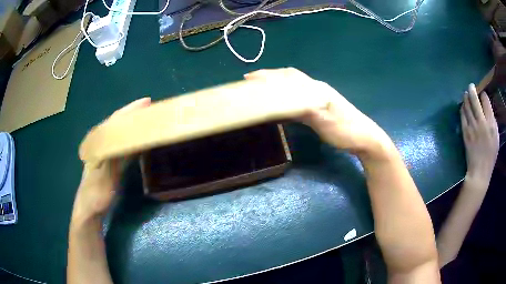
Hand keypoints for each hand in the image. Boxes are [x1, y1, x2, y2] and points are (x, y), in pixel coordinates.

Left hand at [71, 98, 150, 222]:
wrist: (89, 209)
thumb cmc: (96, 193)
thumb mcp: (106, 176)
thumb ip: (115, 156)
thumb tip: (127, 137)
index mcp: (98, 143)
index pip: (115, 120)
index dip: (130, 110)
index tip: (146, 102)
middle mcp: (101, 144)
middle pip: (118, 124)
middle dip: (133, 114)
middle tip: (150, 108)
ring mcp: (105, 153)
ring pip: (120, 134)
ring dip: (133, 126)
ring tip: (147, 119)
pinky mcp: (109, 162)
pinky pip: (122, 145)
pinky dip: (131, 139)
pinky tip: (138, 139)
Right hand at [245, 68, 392, 156]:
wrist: (365, 137)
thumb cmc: (345, 131)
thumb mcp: (326, 120)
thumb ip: (308, 108)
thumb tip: (285, 100)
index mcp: (316, 89)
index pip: (288, 78)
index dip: (269, 77)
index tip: (249, 78)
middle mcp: (316, 88)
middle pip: (289, 77)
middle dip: (269, 76)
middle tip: (250, 80)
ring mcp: (319, 95)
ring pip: (293, 84)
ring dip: (276, 82)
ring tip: (260, 85)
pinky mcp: (320, 105)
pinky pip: (297, 94)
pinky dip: (284, 93)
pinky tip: (280, 98)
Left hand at [461, 84, 498, 185]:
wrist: (479, 171)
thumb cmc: (491, 155)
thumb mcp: (496, 137)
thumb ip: (493, 121)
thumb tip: (487, 108)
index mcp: (490, 123)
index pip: (485, 101)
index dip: (483, 95)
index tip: (482, 93)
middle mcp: (481, 122)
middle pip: (474, 99)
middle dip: (472, 89)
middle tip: (471, 86)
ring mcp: (472, 126)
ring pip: (467, 105)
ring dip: (466, 97)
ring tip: (466, 94)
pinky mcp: (465, 132)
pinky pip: (462, 115)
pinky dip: (462, 108)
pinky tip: (463, 106)